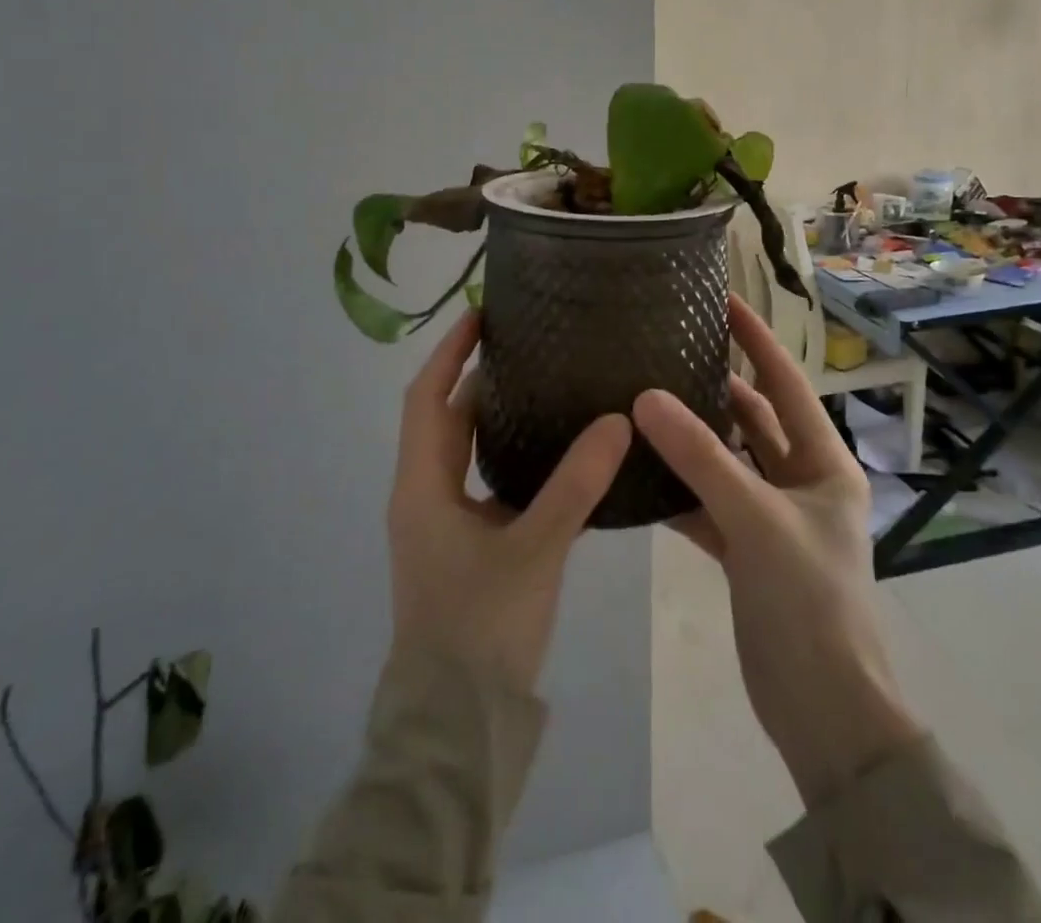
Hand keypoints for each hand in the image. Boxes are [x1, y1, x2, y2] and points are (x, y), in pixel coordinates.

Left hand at [387, 311, 632, 692]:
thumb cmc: (481, 628)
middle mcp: (423, 496)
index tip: (481, 315)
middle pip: (444, 419)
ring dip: (492, 416)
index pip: (427, 398)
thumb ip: (577, 484)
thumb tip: (618, 420)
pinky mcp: (462, 547)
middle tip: (525, 344)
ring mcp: (440, 523)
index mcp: (422, 486)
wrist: (455, 725)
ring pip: (463, 452)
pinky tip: (550, 452)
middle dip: (477, 378)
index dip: (450, 352)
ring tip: (541, 383)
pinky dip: (507, 455)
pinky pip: (481, 481)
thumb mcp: (534, 548)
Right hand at [634, 295, 922, 806]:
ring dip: (691, 439)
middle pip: (753, 420)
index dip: (757, 341)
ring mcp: (772, 518)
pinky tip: (639, 471)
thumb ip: (700, 457)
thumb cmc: (808, 601)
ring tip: (643, 399)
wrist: (824, 712)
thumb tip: (644, 396)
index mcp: (824, 463)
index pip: (785, 383)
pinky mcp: (746, 552)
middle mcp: (801, 482)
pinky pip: (707, 504)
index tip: (724, 300)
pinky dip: (678, 489)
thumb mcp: (755, 519)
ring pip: (726, 462)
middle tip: (667, 349)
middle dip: (715, 387)